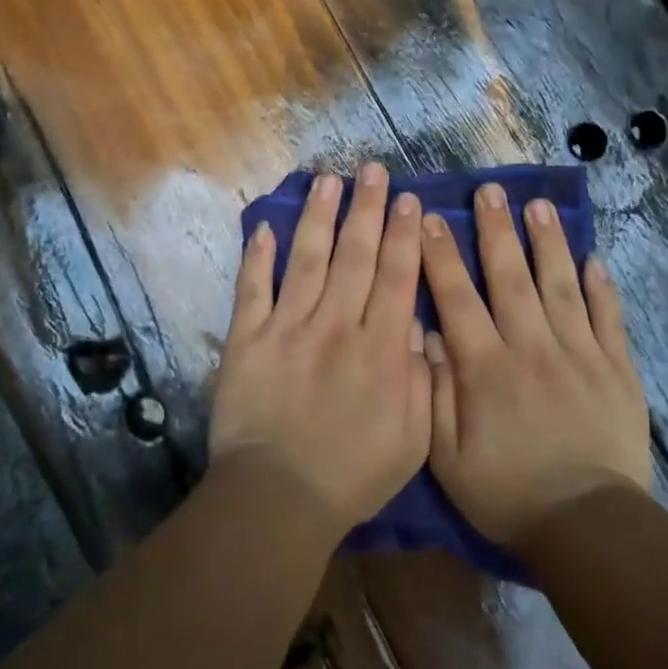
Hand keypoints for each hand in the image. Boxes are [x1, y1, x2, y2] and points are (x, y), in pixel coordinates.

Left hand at [209, 164, 430, 536]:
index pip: (395, 277)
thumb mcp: (413, 438)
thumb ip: (420, 378)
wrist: (278, 498)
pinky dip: (257, 257)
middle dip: (367, 209)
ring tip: (328, 180)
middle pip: (355, 256)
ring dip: (318, 217)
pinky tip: (263, 225)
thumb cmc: (352, 474)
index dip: (403, 235)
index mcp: (379, 348)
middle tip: (372, 170)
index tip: (408, 200)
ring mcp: (288, 328)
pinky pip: (253, 289)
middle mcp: (336, 325)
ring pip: (307, 260)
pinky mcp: (247, 339)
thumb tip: (416, 326)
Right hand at [421, 182, 653, 546]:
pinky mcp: (616, 369)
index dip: (441, 255)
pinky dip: (601, 287)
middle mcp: (531, 347)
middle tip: (490, 190)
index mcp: (486, 367)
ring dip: (547, 243)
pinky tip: (594, 258)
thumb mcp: (447, 456)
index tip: (432, 217)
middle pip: (511, 277)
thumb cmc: (506, 493)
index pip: (457, 298)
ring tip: (538, 206)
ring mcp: (579, 354)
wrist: (587, 527)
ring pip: (560, 285)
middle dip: (497, 230)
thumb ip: (433, 392)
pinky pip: (608, 318)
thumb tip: (426, 336)